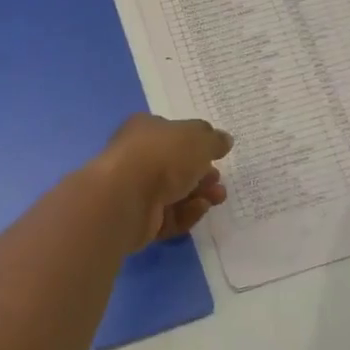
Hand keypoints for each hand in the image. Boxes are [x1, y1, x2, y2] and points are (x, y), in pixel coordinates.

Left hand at [91, 114, 232, 248]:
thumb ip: (213, 140)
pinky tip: (200, 209)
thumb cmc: (162, 156)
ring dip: (199, 195)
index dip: (196, 143)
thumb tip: (224, 140)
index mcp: (146, 129)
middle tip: (219, 180)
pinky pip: (169, 216)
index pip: (173, 133)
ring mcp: (136, 190)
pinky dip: (187, 214)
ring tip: (218, 197)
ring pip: (174, 193)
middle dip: (202, 173)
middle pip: (176, 166)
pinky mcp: (139, 220)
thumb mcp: (198, 139)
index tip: (218, 153)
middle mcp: (138, 157)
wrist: (126, 197)